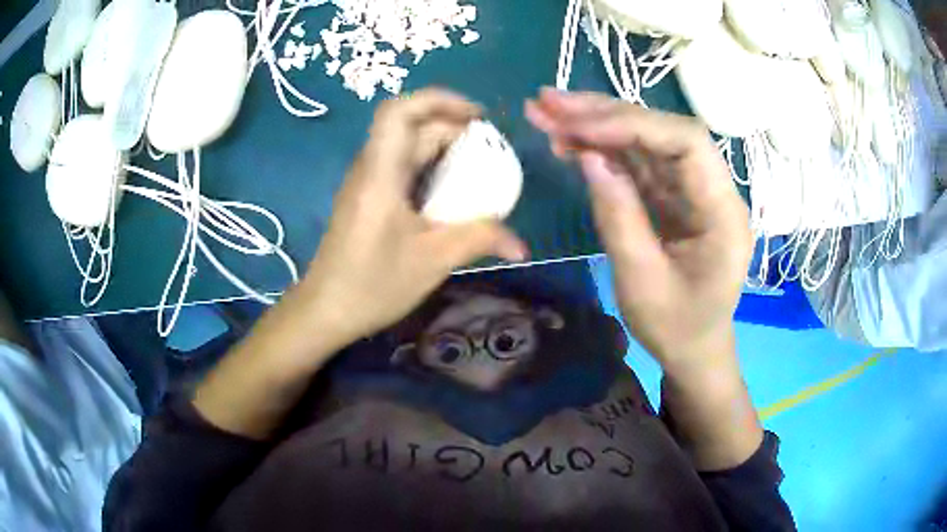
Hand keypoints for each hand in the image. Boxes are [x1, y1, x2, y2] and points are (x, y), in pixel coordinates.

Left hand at [300, 89, 527, 348]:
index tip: (476, 116)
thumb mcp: (432, 261)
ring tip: (478, 166)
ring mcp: (367, 183)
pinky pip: (401, 167)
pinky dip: (430, 167)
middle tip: (489, 148)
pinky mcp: (368, 198)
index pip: (399, 111)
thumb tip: (521, 245)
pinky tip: (451, 192)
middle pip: (410, 126)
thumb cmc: (372, 284)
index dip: (439, 100)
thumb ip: (479, 240)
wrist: (325, 310)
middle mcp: (370, 168)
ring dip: (442, 147)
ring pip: (406, 146)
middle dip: (452, 126)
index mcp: (381, 173)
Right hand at [526, 89, 751, 372]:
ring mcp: (691, 190)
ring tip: (547, 111)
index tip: (578, 127)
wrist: (694, 349)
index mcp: (722, 213)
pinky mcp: (671, 196)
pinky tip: (568, 139)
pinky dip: (601, 148)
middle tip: (548, 102)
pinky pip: (637, 162)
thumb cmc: (677, 328)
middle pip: (664, 131)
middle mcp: (712, 189)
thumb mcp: (643, 284)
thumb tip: (588, 157)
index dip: (632, 125)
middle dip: (606, 113)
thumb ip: (619, 217)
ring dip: (597, 123)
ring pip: (646, 140)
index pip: (686, 144)